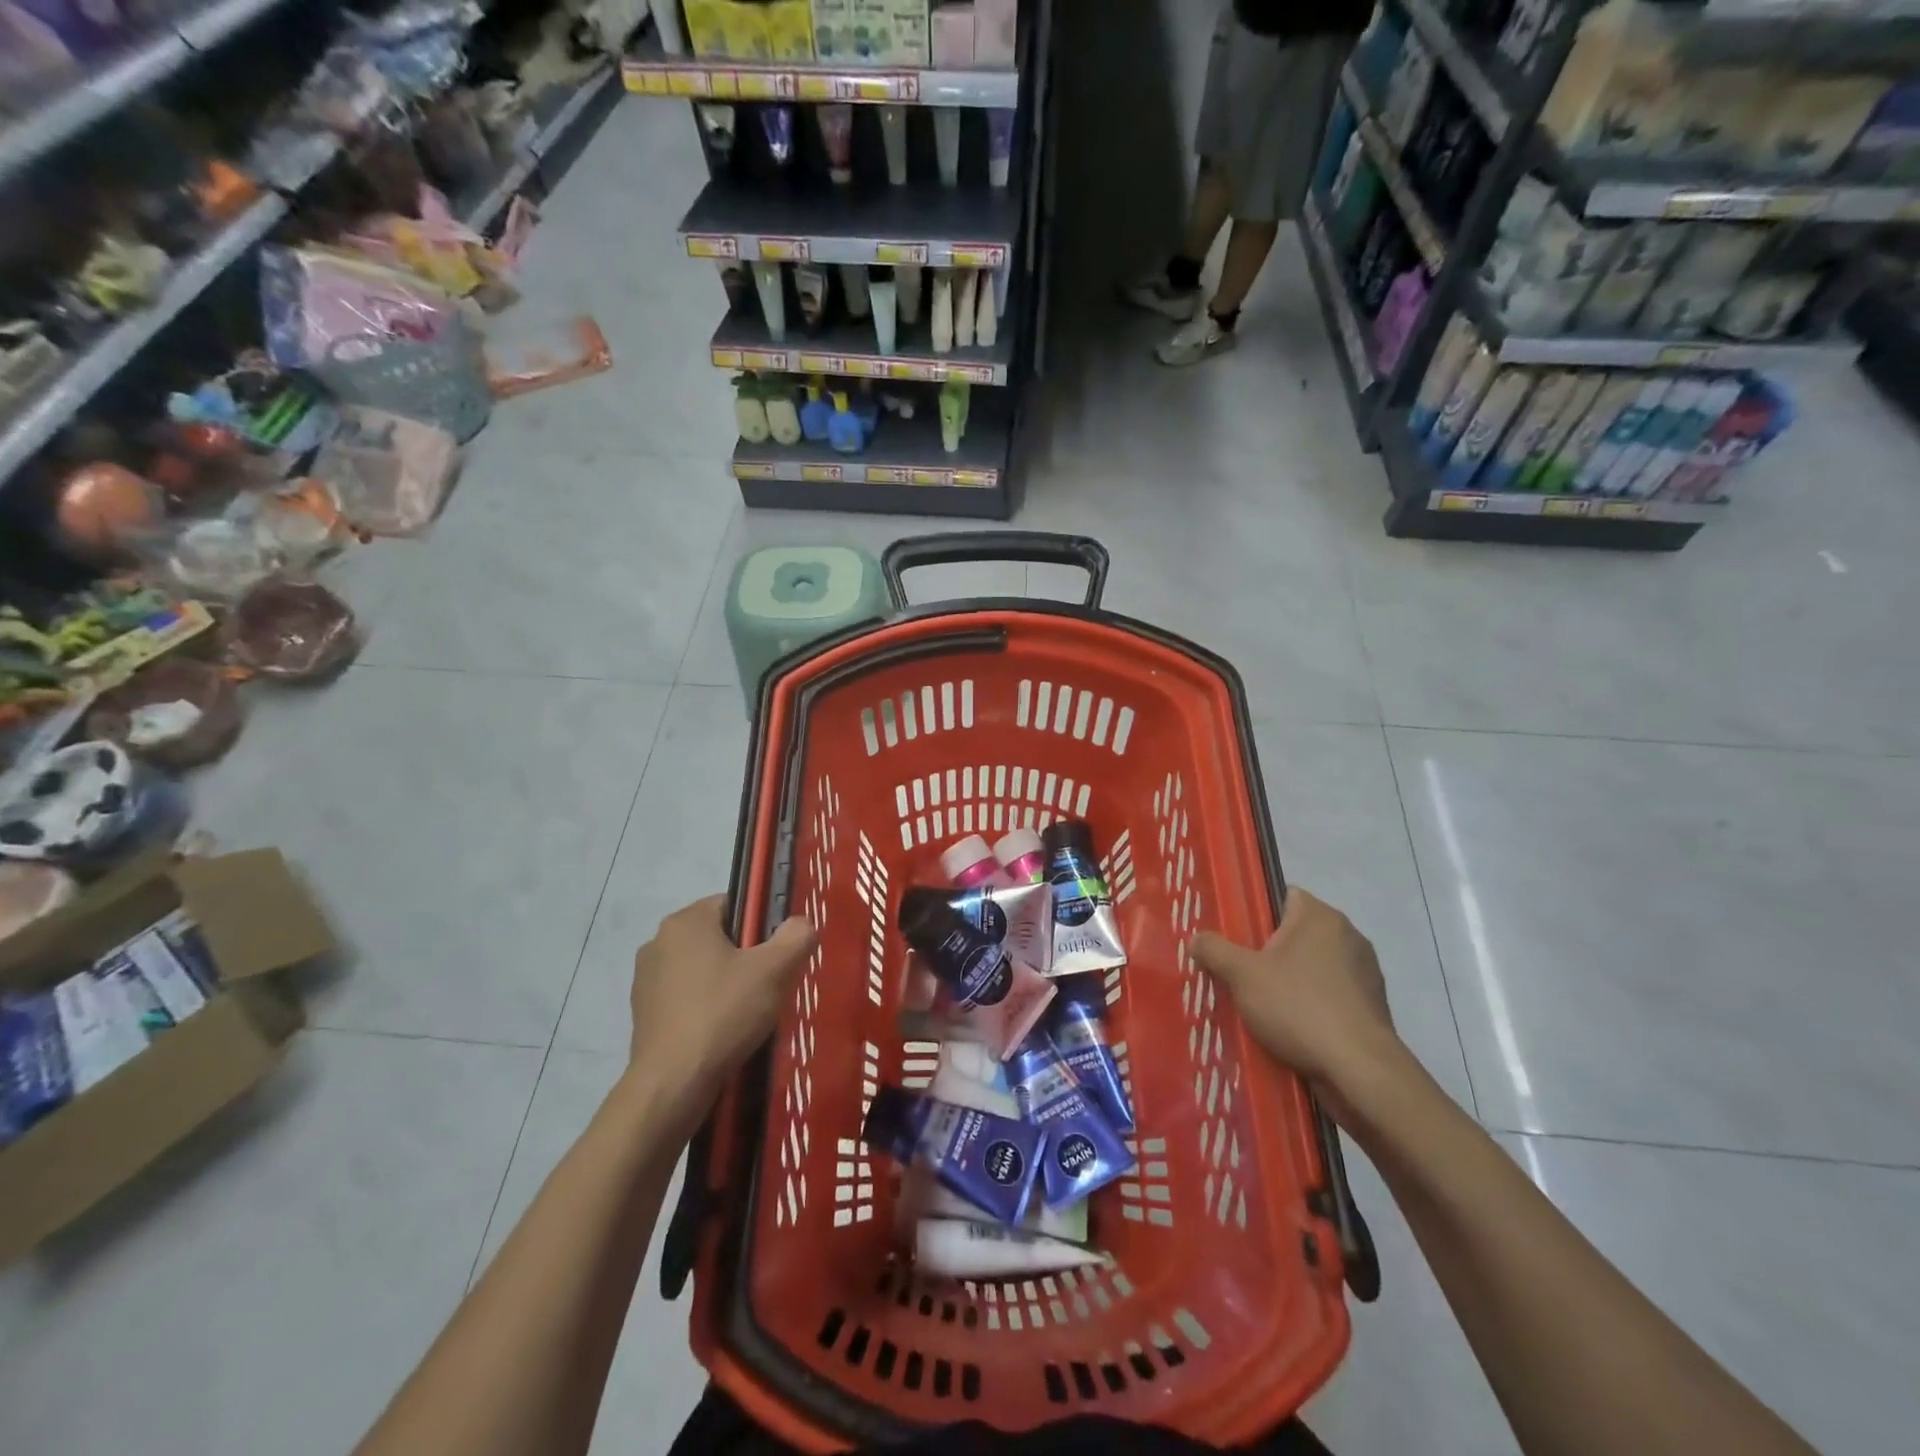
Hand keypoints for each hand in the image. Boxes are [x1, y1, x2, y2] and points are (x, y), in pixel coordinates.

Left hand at [629, 896, 816, 1105]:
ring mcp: (646, 979)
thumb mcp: (775, 970)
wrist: (672, 1083)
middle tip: (769, 984)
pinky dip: (705, 1007)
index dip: (761, 926)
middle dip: (744, 956)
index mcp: (685, 921)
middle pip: (717, 936)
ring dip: (724, 983)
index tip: (776, 954)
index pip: (733, 904)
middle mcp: (658, 941)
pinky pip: (685, 997)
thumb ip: (796, 937)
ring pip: (701, 968)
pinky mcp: (643, 1013)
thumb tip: (800, 924)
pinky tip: (722, 1031)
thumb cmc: (723, 1013)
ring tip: (748, 1013)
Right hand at [1190, 888, 1396, 1114]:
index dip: (1256, 912)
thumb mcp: (1242, 975)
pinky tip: (1290, 1028)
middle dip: (1269, 951)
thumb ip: (1214, 950)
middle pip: (1297, 934)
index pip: (1284, 896)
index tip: (1234, 935)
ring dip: (1290, 981)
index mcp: (1321, 917)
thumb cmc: (1299, 1007)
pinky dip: (1311, 1006)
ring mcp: (1365, 973)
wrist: (1359, 1071)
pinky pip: (1330, 996)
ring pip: (1313, 967)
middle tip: (1238, 971)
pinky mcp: (1372, 1008)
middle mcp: (1349, 936)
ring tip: (1260, 1004)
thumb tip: (1196, 939)